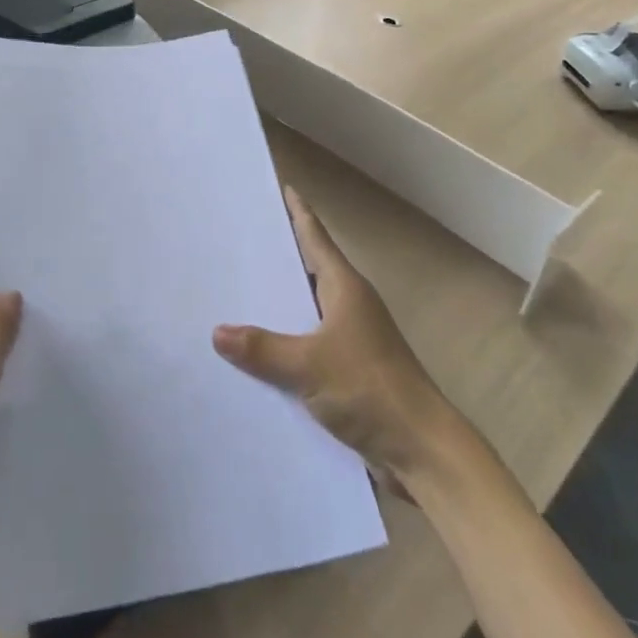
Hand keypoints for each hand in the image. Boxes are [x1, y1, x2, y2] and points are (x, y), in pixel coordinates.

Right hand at [213, 186, 454, 482]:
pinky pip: (309, 347)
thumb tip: (218, 332)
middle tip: (240, 242)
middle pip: (309, 271)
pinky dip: (286, 345)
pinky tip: (257, 356)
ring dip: (280, 306)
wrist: (420, 450)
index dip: (299, 213)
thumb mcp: (309, 365)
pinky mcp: (350, 373)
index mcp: (345, 289)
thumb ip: (262, 349)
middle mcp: (350, 307)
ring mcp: (352, 341)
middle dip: (279, 257)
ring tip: (238, 296)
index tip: (284, 187)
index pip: (315, 238)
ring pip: (307, 312)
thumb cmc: (369, 388)